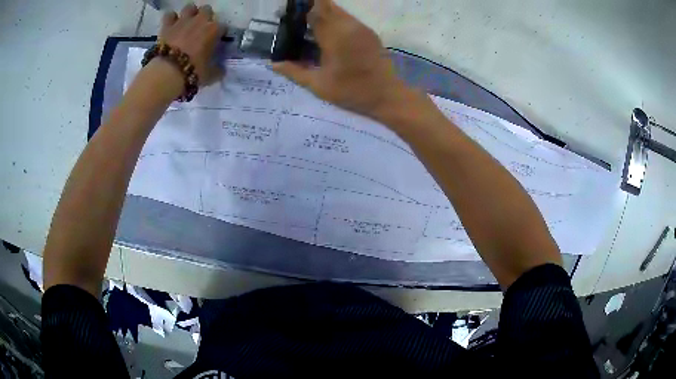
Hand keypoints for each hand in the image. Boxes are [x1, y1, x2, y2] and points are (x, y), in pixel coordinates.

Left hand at [159, 3, 224, 85]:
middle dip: (205, 17)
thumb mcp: (211, 74)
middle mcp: (201, 20)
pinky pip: (169, 15)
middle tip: (201, 29)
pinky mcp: (167, 26)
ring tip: (187, 23)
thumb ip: (218, 69)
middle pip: (207, 10)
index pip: (223, 27)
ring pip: (190, 7)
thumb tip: (221, 69)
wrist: (168, 72)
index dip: (220, 34)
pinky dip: (171, 19)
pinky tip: (171, 25)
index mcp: (215, 30)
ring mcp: (183, 21)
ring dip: (189, 14)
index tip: (216, 42)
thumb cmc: (193, 71)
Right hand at [273, 0, 414, 120]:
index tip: (291, 10)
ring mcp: (361, 28)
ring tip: (310, 24)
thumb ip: (295, 72)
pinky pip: (348, 19)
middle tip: (298, 17)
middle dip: (311, 7)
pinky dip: (335, 19)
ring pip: (339, 11)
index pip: (316, 11)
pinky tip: (327, 32)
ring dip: (324, 13)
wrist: (387, 95)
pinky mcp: (369, 32)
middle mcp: (348, 26)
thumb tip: (273, 64)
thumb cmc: (352, 91)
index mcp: (334, 36)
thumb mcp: (319, 86)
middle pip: (327, 6)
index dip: (302, 7)